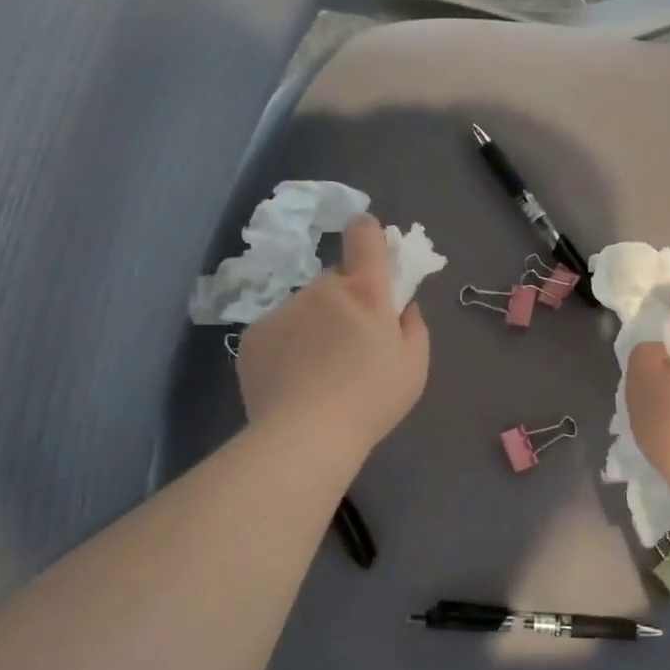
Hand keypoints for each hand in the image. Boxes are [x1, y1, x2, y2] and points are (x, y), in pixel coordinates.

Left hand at [237, 215, 429, 460]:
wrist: (305, 436)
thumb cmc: (371, 400)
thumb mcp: (415, 367)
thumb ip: (413, 326)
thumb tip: (402, 306)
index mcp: (365, 292)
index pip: (364, 236)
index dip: (368, 233)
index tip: (370, 246)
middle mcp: (321, 289)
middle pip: (336, 280)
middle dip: (346, 301)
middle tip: (351, 343)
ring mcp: (283, 309)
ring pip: (305, 306)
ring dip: (314, 324)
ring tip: (318, 370)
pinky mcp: (254, 334)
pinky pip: (278, 329)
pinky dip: (288, 345)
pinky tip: (293, 379)